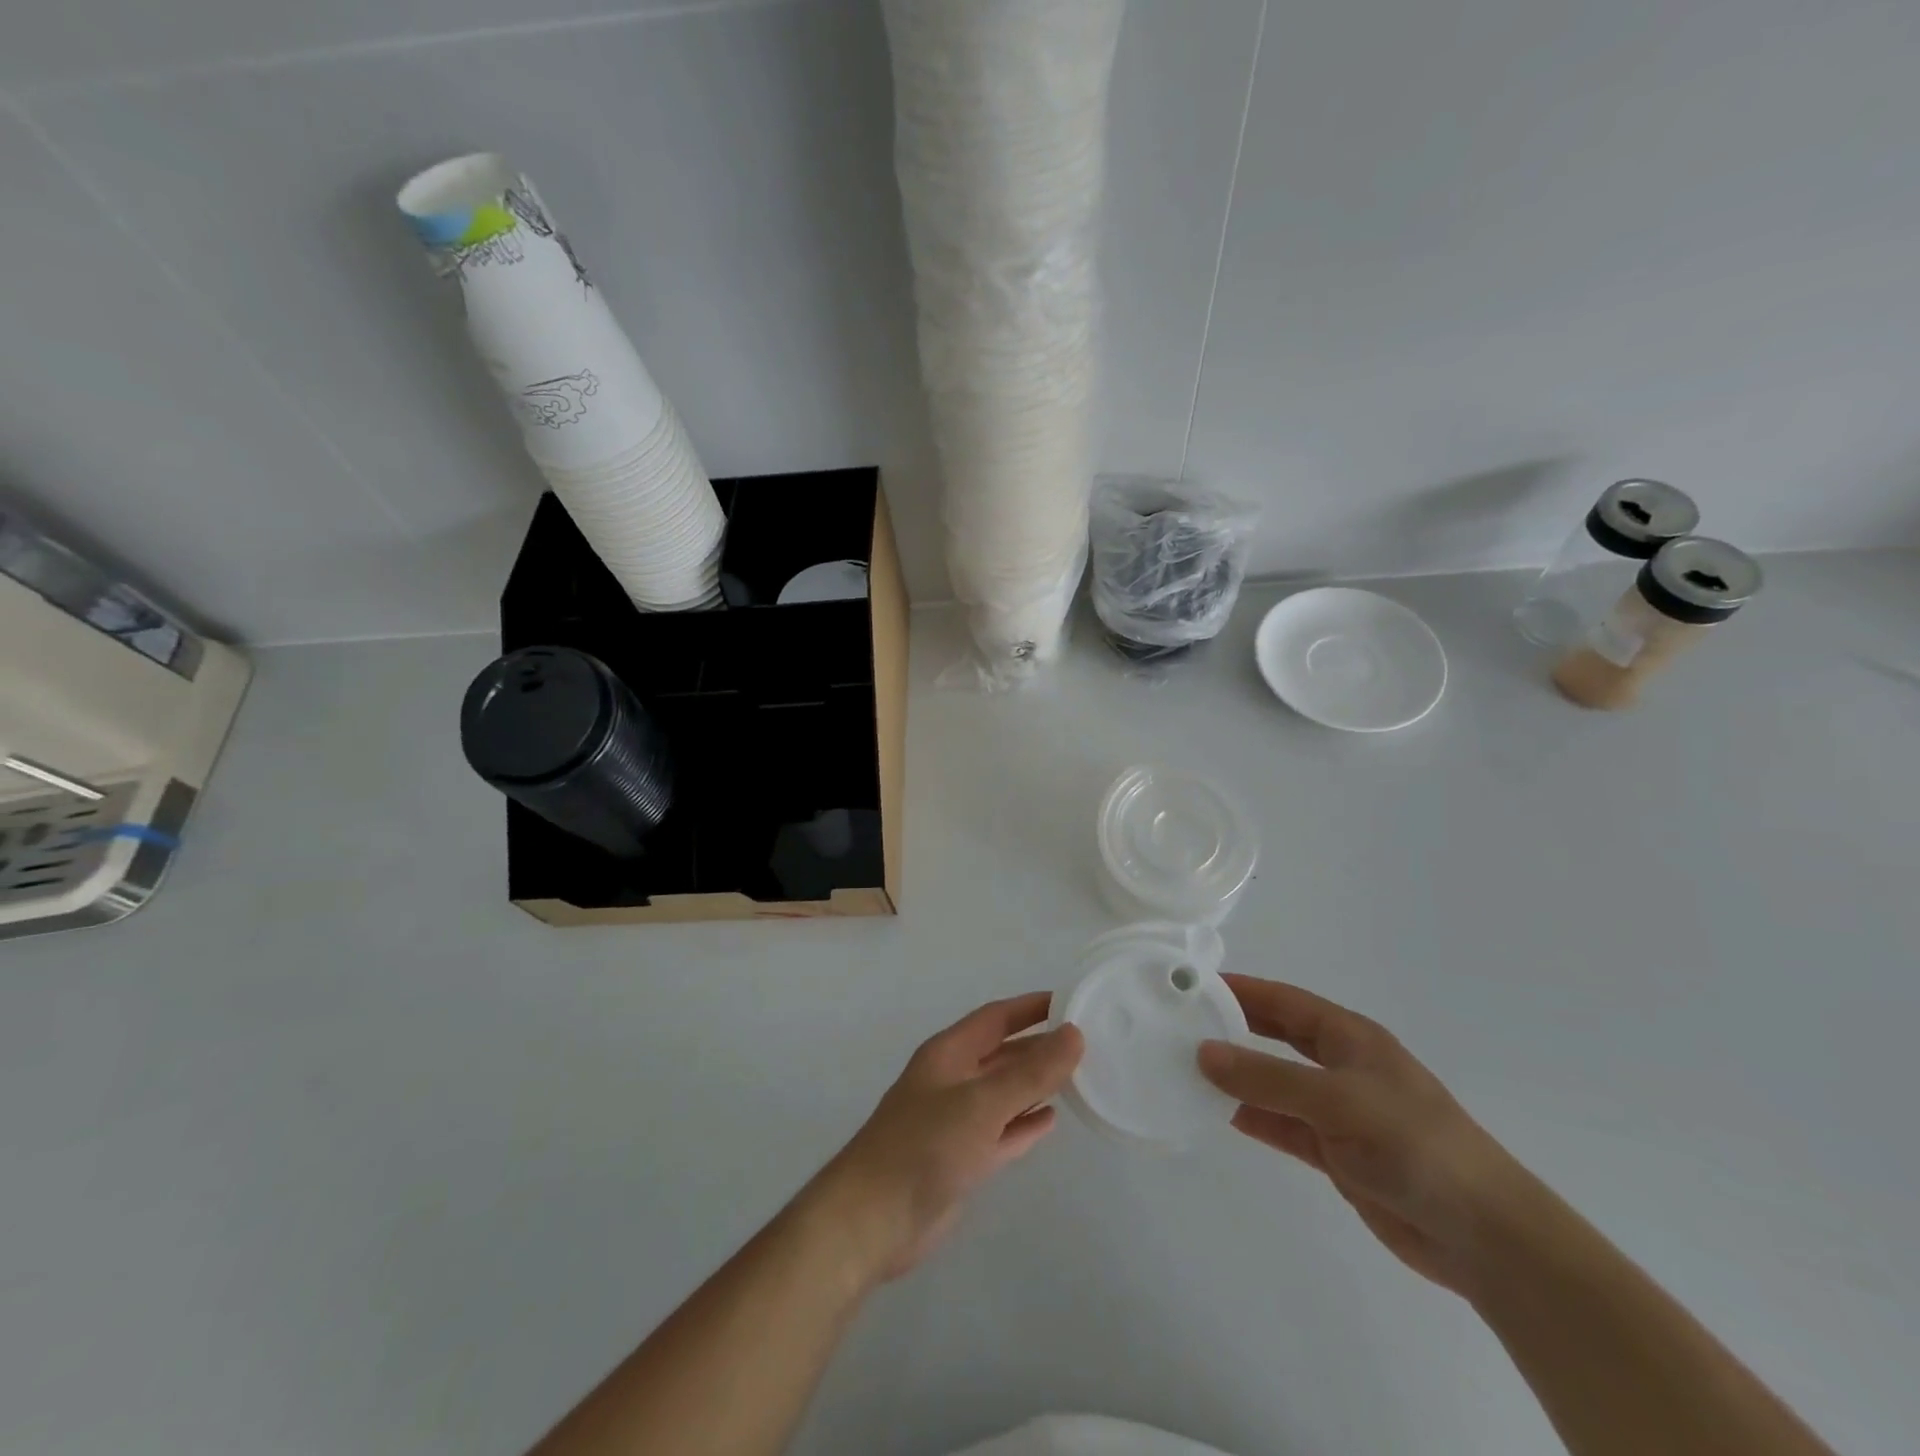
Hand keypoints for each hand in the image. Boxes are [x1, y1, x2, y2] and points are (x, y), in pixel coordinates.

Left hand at [811, 993, 1082, 1286]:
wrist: (874, 1219)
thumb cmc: (925, 1146)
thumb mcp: (983, 1103)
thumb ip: (1030, 1072)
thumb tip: (1074, 1034)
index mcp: (949, 1054)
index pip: (996, 1017)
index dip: (1031, 1008)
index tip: (1070, 1002)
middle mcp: (952, 1080)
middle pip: (1001, 1054)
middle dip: (1038, 1047)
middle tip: (1085, 1043)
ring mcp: (955, 1121)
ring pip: (1003, 1093)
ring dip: (1035, 1084)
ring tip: (1077, 1076)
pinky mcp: (961, 1160)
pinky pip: (1001, 1132)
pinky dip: (1024, 1124)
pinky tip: (1051, 1120)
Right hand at [1198, 976, 1529, 1296]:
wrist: (1484, 1236)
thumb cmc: (1414, 1146)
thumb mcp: (1336, 1101)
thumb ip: (1267, 1077)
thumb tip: (1202, 1052)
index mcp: (1350, 1037)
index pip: (1283, 1001)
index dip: (1240, 990)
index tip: (1192, 984)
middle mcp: (1341, 1066)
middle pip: (1276, 1037)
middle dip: (1233, 1028)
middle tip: (1180, 1023)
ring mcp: (1339, 1111)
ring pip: (1274, 1082)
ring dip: (1236, 1077)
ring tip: (1184, 1068)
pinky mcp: (1337, 1153)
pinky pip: (1282, 1124)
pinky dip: (1252, 1117)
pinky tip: (1216, 1113)